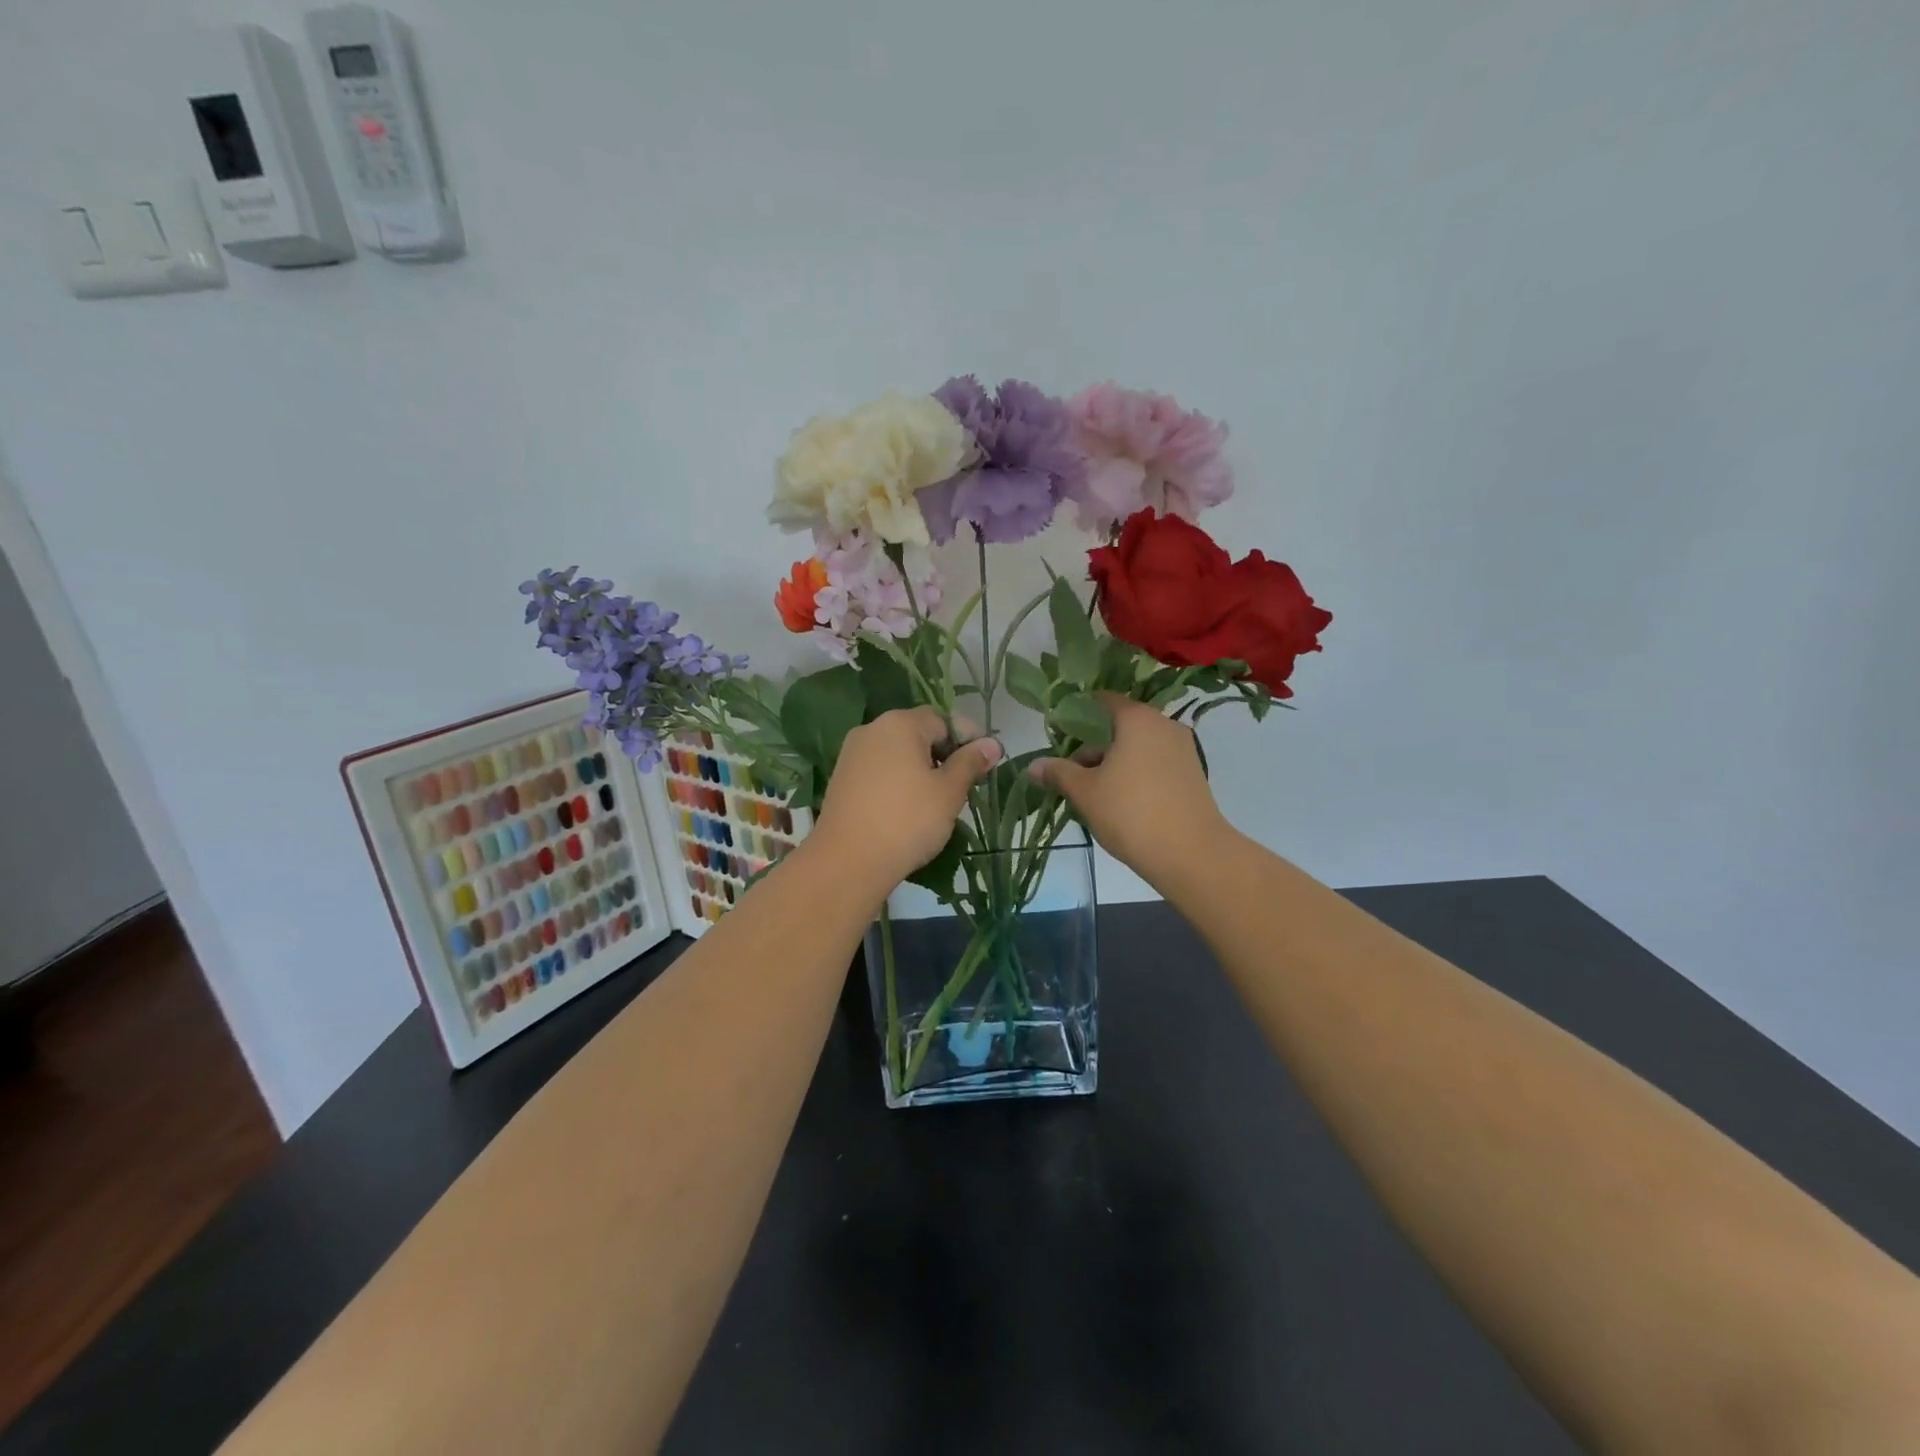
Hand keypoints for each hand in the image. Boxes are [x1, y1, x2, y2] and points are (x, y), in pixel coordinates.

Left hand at [810, 708, 1001, 891]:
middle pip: (918, 733)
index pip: (943, 719)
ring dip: (921, 769)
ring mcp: (851, 755)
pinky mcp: (842, 780)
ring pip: (898, 753)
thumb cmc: (907, 820)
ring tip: (939, 800)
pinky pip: (879, 771)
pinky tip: (908, 809)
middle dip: (945, 754)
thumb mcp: (949, 791)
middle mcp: (871, 730)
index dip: (968, 738)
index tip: (985, 764)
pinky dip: (898, 782)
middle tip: (965, 785)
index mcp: (899, 724)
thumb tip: (993, 743)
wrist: (847, 861)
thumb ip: (971, 762)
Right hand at [1029, 693, 1230, 888]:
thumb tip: (1033, 766)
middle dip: (1093, 747)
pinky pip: (1155, 763)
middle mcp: (1164, 725)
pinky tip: (1121, 803)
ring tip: (1093, 794)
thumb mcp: (1085, 792)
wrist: (1191, 854)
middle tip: (1071, 774)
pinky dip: (1136, 774)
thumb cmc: (1131, 813)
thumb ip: (1058, 773)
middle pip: (1120, 726)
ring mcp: (1183, 749)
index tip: (1058, 734)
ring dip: (1114, 763)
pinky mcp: (1193, 774)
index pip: (1103, 701)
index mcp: (1137, 718)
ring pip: (1138, 747)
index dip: (1078, 714)